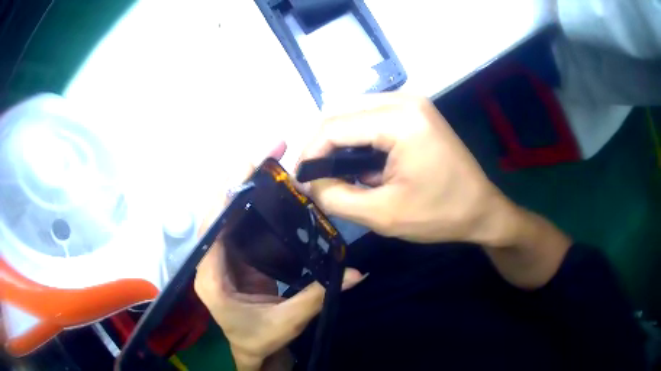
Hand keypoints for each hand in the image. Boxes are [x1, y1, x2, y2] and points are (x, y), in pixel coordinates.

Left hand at [194, 142, 363, 370]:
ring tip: (271, 164)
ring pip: (228, 213)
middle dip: (239, 179)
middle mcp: (210, 260)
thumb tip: (357, 273)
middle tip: (268, 154)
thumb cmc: (260, 339)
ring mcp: (222, 255)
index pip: (213, 227)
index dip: (229, 194)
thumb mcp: (288, 320)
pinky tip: (272, 190)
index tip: (250, 166)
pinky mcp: (236, 255)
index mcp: (212, 276)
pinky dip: (254, 204)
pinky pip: (240, 223)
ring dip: (246, 187)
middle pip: (218, 211)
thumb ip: (318, 295)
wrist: (252, 350)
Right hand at [300, 94, 570, 288]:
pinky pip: (370, 118)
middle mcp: (404, 100)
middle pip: (340, 112)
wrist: (481, 210)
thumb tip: (306, 181)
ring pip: (353, 113)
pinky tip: (359, 163)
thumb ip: (335, 196)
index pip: (334, 126)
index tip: (298, 180)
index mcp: (400, 120)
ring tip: (334, 174)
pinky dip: (356, 139)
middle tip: (312, 178)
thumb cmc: (439, 215)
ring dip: (337, 142)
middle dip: (320, 145)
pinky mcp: (414, 111)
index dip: (308, 153)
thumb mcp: (382, 215)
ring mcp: (411, 102)